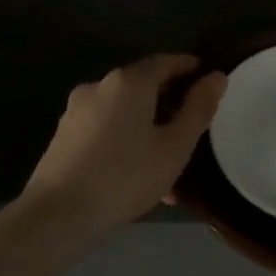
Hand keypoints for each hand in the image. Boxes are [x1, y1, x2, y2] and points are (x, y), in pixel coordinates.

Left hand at [17, 54, 226, 235]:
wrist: (59, 214)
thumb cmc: (126, 176)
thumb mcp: (175, 146)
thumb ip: (198, 108)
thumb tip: (217, 76)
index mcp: (129, 82)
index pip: (166, 62)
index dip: (189, 68)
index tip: (208, 80)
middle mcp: (99, 86)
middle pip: (143, 86)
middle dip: (170, 104)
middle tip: (193, 126)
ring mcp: (77, 111)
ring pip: (125, 113)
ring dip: (149, 129)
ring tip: (169, 164)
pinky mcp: (64, 136)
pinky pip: (106, 130)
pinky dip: (126, 142)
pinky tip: (138, 175)